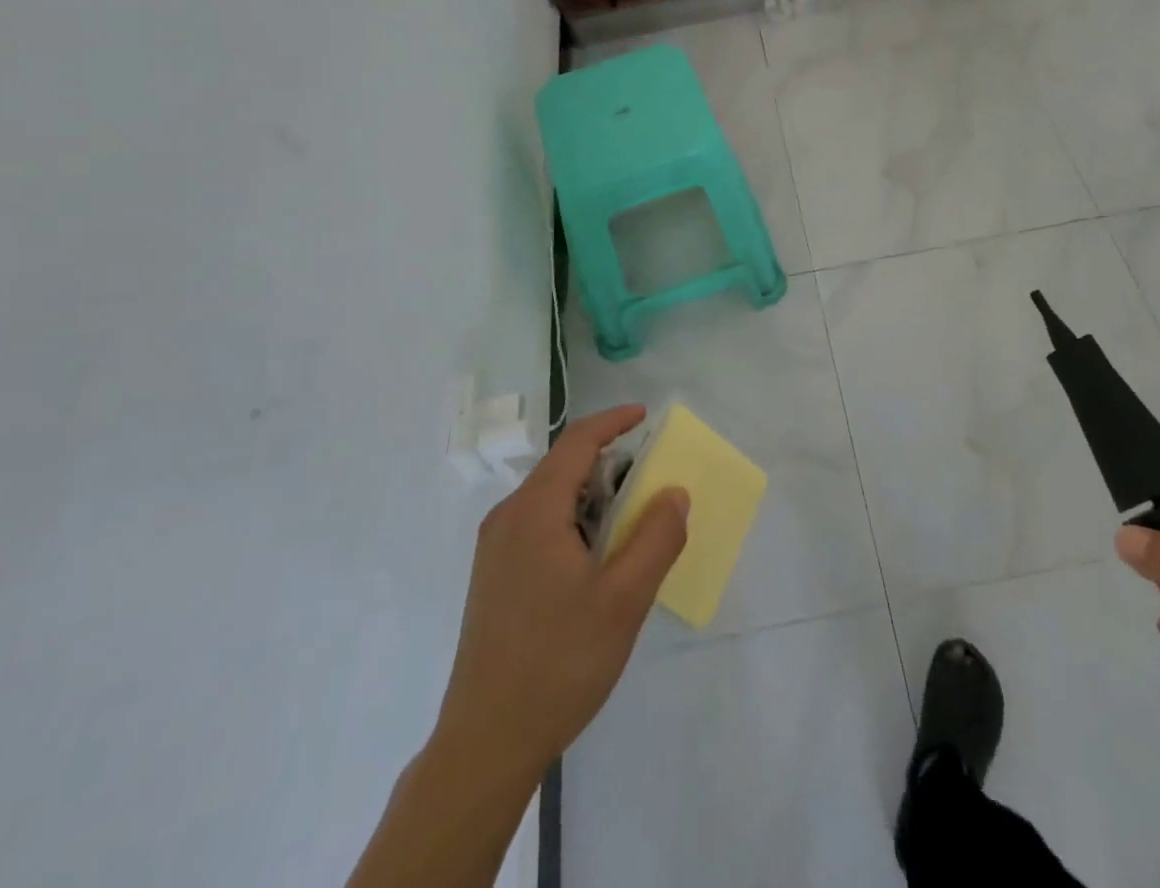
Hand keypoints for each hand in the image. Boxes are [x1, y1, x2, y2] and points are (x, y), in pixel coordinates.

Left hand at [436, 406, 687, 778]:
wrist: (485, 743)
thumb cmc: (559, 663)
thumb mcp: (625, 599)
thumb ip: (656, 537)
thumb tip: (674, 492)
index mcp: (534, 511)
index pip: (577, 442)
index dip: (614, 421)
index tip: (646, 416)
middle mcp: (508, 518)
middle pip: (563, 466)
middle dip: (609, 462)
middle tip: (651, 480)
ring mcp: (495, 549)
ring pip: (551, 497)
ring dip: (593, 495)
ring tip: (630, 522)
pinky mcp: (493, 577)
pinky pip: (539, 524)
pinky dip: (574, 520)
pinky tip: (597, 558)